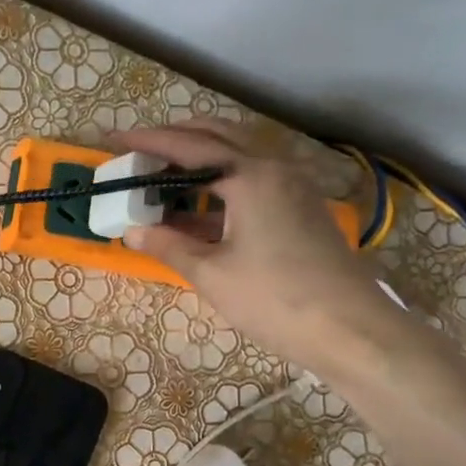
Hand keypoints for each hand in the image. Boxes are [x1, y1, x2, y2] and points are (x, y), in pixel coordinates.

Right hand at [114, 120, 399, 370]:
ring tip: (163, 174)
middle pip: (218, 136)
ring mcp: (292, 186)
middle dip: (176, 138)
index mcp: (250, 176)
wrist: (350, 329)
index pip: (188, 147)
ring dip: (199, 157)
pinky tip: (196, 208)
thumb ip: (168, 246)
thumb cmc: (274, 298)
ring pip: (238, 154)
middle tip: (140, 151)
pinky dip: (219, 181)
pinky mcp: (299, 207)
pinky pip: (252, 177)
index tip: (115, 139)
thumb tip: (132, 232)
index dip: (148, 142)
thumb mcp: (210, 274)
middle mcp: (273, 168)